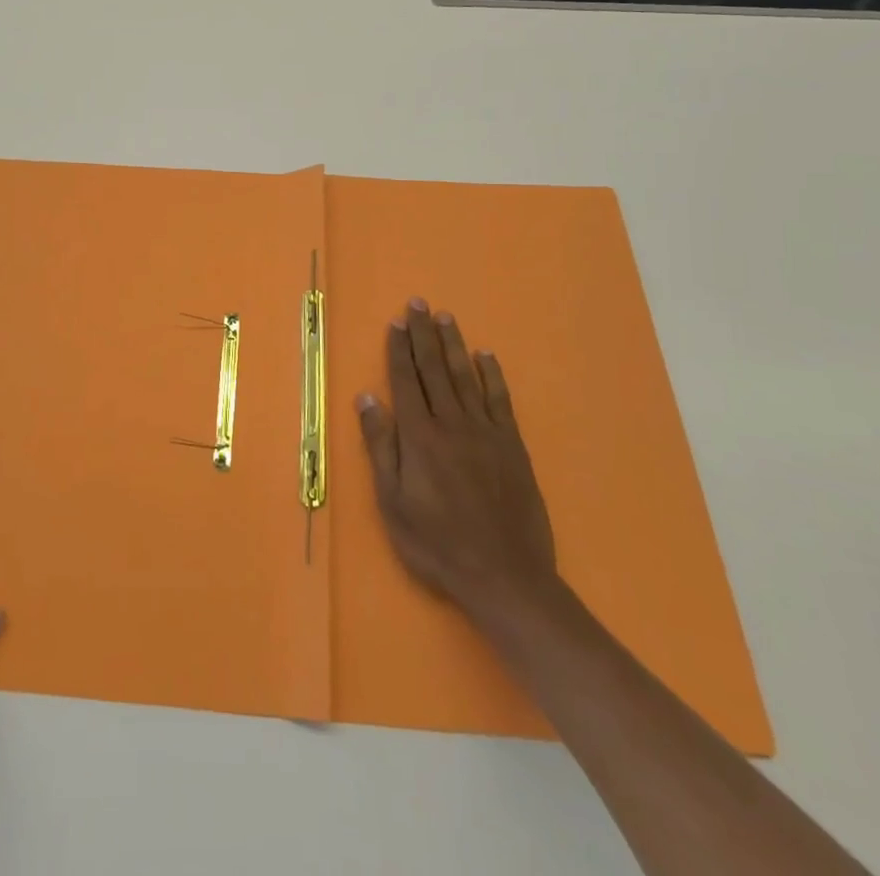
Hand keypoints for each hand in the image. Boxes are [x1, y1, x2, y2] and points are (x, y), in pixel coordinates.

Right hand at [356, 299, 558, 628]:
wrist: (505, 577)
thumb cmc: (438, 544)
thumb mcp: (393, 503)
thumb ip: (381, 447)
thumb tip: (367, 399)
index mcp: (420, 437)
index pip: (405, 381)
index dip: (399, 350)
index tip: (395, 322)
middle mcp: (452, 424)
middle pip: (434, 370)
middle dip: (423, 335)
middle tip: (418, 304)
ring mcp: (486, 433)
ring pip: (465, 377)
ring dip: (453, 345)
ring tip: (445, 316)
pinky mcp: (512, 446)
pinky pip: (500, 401)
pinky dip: (492, 376)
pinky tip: (485, 356)